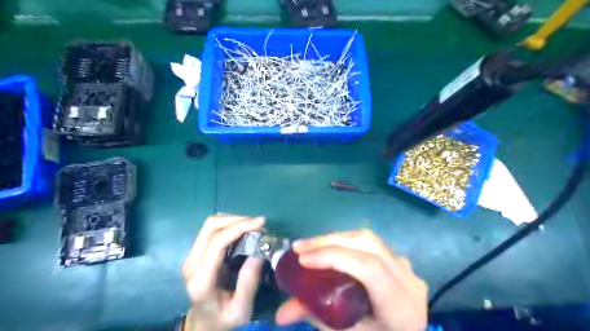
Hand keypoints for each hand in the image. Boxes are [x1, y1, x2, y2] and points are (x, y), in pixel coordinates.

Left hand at [182, 215, 264, 330]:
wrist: (204, 323)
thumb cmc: (223, 319)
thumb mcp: (241, 310)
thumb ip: (248, 283)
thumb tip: (259, 252)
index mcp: (201, 279)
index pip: (217, 242)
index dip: (239, 227)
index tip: (261, 223)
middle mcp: (192, 263)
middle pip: (210, 226)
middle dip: (237, 219)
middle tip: (259, 223)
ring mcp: (192, 256)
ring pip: (211, 224)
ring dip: (234, 220)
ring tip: (254, 226)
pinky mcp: (197, 252)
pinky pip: (213, 229)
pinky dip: (230, 224)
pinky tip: (244, 230)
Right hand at [274, 229, 426, 330]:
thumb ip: (316, 318)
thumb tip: (279, 314)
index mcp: (400, 307)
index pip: (369, 268)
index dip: (334, 257)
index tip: (303, 259)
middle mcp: (408, 280)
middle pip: (368, 244)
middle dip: (329, 241)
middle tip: (299, 247)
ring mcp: (407, 268)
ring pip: (369, 238)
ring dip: (336, 238)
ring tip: (310, 246)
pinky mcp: (400, 262)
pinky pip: (371, 243)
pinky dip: (347, 242)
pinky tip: (331, 248)